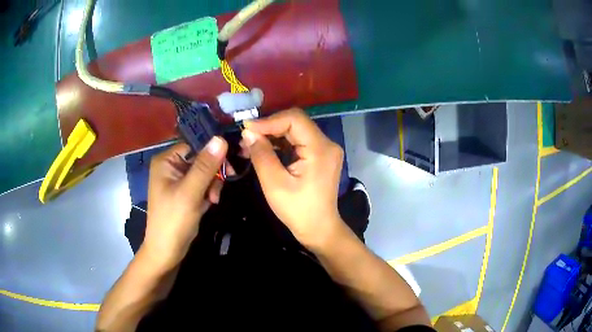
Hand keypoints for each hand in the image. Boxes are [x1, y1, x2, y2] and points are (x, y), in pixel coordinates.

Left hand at [142, 138, 227, 268]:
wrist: (167, 251)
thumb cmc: (173, 221)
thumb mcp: (190, 192)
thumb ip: (205, 166)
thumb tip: (221, 138)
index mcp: (166, 161)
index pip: (194, 145)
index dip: (212, 152)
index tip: (229, 165)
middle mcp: (171, 166)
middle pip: (201, 158)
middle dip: (212, 174)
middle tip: (217, 191)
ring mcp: (178, 180)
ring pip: (204, 172)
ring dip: (212, 185)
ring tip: (212, 201)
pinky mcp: (185, 192)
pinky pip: (202, 184)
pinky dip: (208, 192)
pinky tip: (209, 204)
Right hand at [241, 108, 344, 248]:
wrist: (319, 229)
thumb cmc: (298, 210)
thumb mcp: (274, 184)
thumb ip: (261, 155)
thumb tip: (248, 133)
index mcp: (320, 148)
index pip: (294, 119)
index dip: (269, 121)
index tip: (246, 129)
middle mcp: (327, 144)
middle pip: (295, 123)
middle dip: (269, 128)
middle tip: (246, 137)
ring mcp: (325, 149)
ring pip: (295, 131)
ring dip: (272, 135)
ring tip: (249, 144)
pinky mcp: (320, 156)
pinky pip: (298, 142)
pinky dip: (280, 144)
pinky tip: (263, 149)